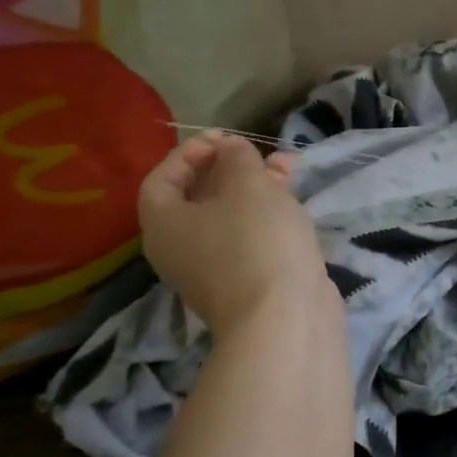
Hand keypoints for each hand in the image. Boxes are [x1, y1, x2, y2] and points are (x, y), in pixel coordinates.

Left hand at [137, 133, 336, 332]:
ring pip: (229, 217)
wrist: (284, 318)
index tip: (224, 138)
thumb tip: (230, 151)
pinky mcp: (247, 283)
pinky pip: (249, 238)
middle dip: (229, 168)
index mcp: (164, 225)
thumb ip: (237, 159)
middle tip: (256, 152)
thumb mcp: (247, 186)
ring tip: (288, 169)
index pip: (162, 179)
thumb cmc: (255, 241)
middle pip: (196, 198)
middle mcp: (180, 250)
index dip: (189, 152)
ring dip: (254, 189)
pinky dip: (267, 216)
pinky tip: (294, 203)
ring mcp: (214, 270)